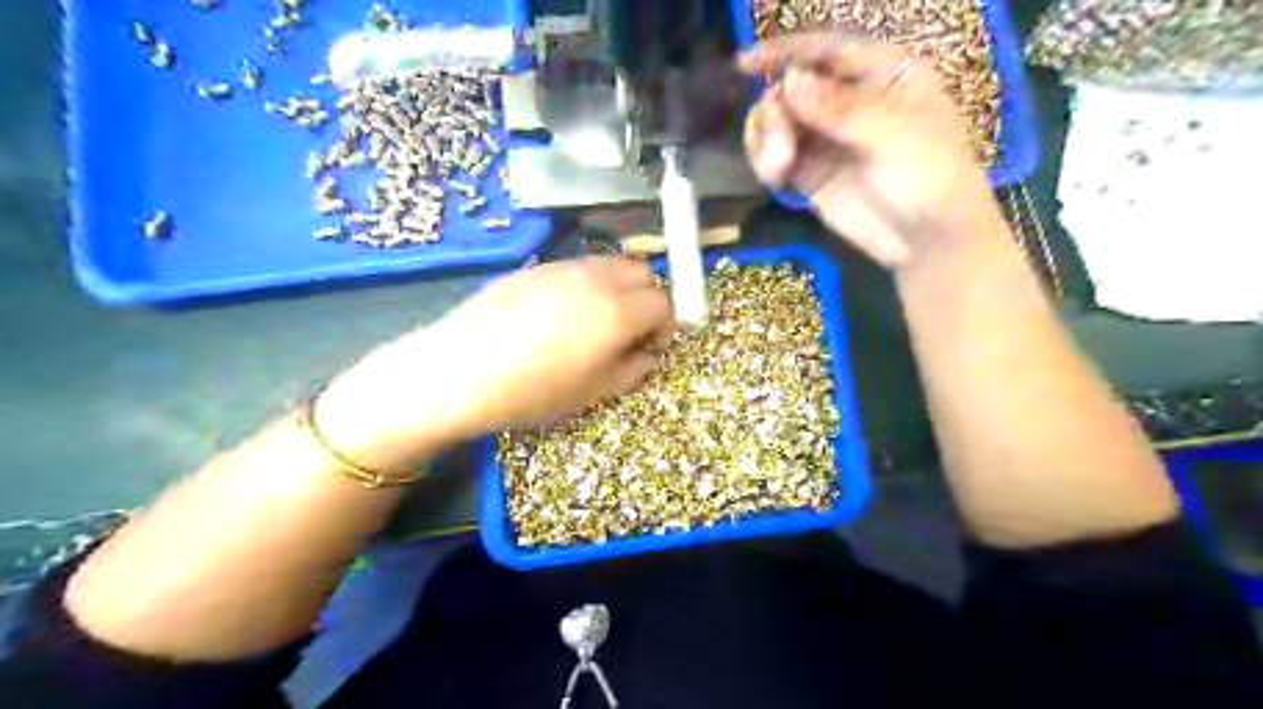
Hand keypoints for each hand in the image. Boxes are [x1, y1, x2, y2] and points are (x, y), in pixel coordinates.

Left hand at [317, 258, 675, 468]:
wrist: (459, 371)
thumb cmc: (531, 392)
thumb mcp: (591, 393)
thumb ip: (631, 370)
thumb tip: (648, 355)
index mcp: (617, 313)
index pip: (663, 302)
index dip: (665, 326)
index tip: (650, 347)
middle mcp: (597, 279)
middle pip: (643, 272)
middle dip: (647, 298)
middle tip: (629, 330)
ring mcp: (563, 267)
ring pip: (610, 263)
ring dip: (619, 287)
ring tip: (596, 320)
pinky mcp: (535, 266)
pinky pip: (577, 266)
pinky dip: (588, 283)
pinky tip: (561, 313)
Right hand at [743, 30, 1001, 267]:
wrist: (926, 241)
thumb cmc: (929, 176)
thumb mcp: (893, 133)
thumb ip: (840, 108)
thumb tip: (789, 82)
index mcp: (882, 74)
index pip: (828, 50)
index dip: (786, 52)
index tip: (745, 64)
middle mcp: (849, 100)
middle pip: (793, 87)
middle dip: (776, 110)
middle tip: (779, 142)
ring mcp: (827, 138)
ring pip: (778, 121)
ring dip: (767, 139)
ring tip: (778, 167)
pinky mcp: (810, 173)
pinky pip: (776, 155)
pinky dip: (766, 161)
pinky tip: (774, 176)